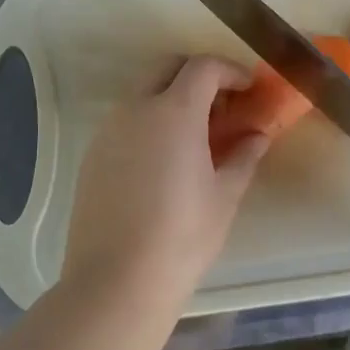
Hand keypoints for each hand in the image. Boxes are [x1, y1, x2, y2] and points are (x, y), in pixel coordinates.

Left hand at [61, 56, 269, 313]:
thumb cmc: (182, 237)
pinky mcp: (92, 154)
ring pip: (143, 93)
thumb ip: (244, 156)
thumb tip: (257, 135)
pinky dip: (149, 122)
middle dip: (198, 76)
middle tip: (222, 106)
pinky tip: (163, 160)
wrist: (116, 282)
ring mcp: (109, 130)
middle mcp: (136, 108)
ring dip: (171, 98)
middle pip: (168, 68)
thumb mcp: (224, 196)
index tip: (248, 89)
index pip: (203, 67)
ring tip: (195, 136)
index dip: (230, 71)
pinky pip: (125, 121)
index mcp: (174, 111)